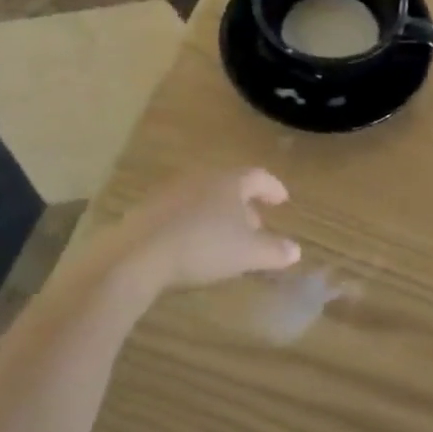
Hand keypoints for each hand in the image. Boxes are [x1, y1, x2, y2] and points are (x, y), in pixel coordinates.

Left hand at [109, 169, 300, 292]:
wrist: (137, 254)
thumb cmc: (202, 246)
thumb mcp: (247, 254)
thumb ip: (274, 251)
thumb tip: (295, 250)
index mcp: (230, 181)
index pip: (258, 177)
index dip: (273, 188)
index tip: (282, 201)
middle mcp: (201, 178)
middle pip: (229, 186)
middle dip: (244, 206)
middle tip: (255, 227)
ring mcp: (171, 191)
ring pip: (204, 198)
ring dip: (218, 216)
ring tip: (224, 240)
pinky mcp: (147, 210)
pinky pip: (181, 212)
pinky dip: (194, 224)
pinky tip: (192, 247)